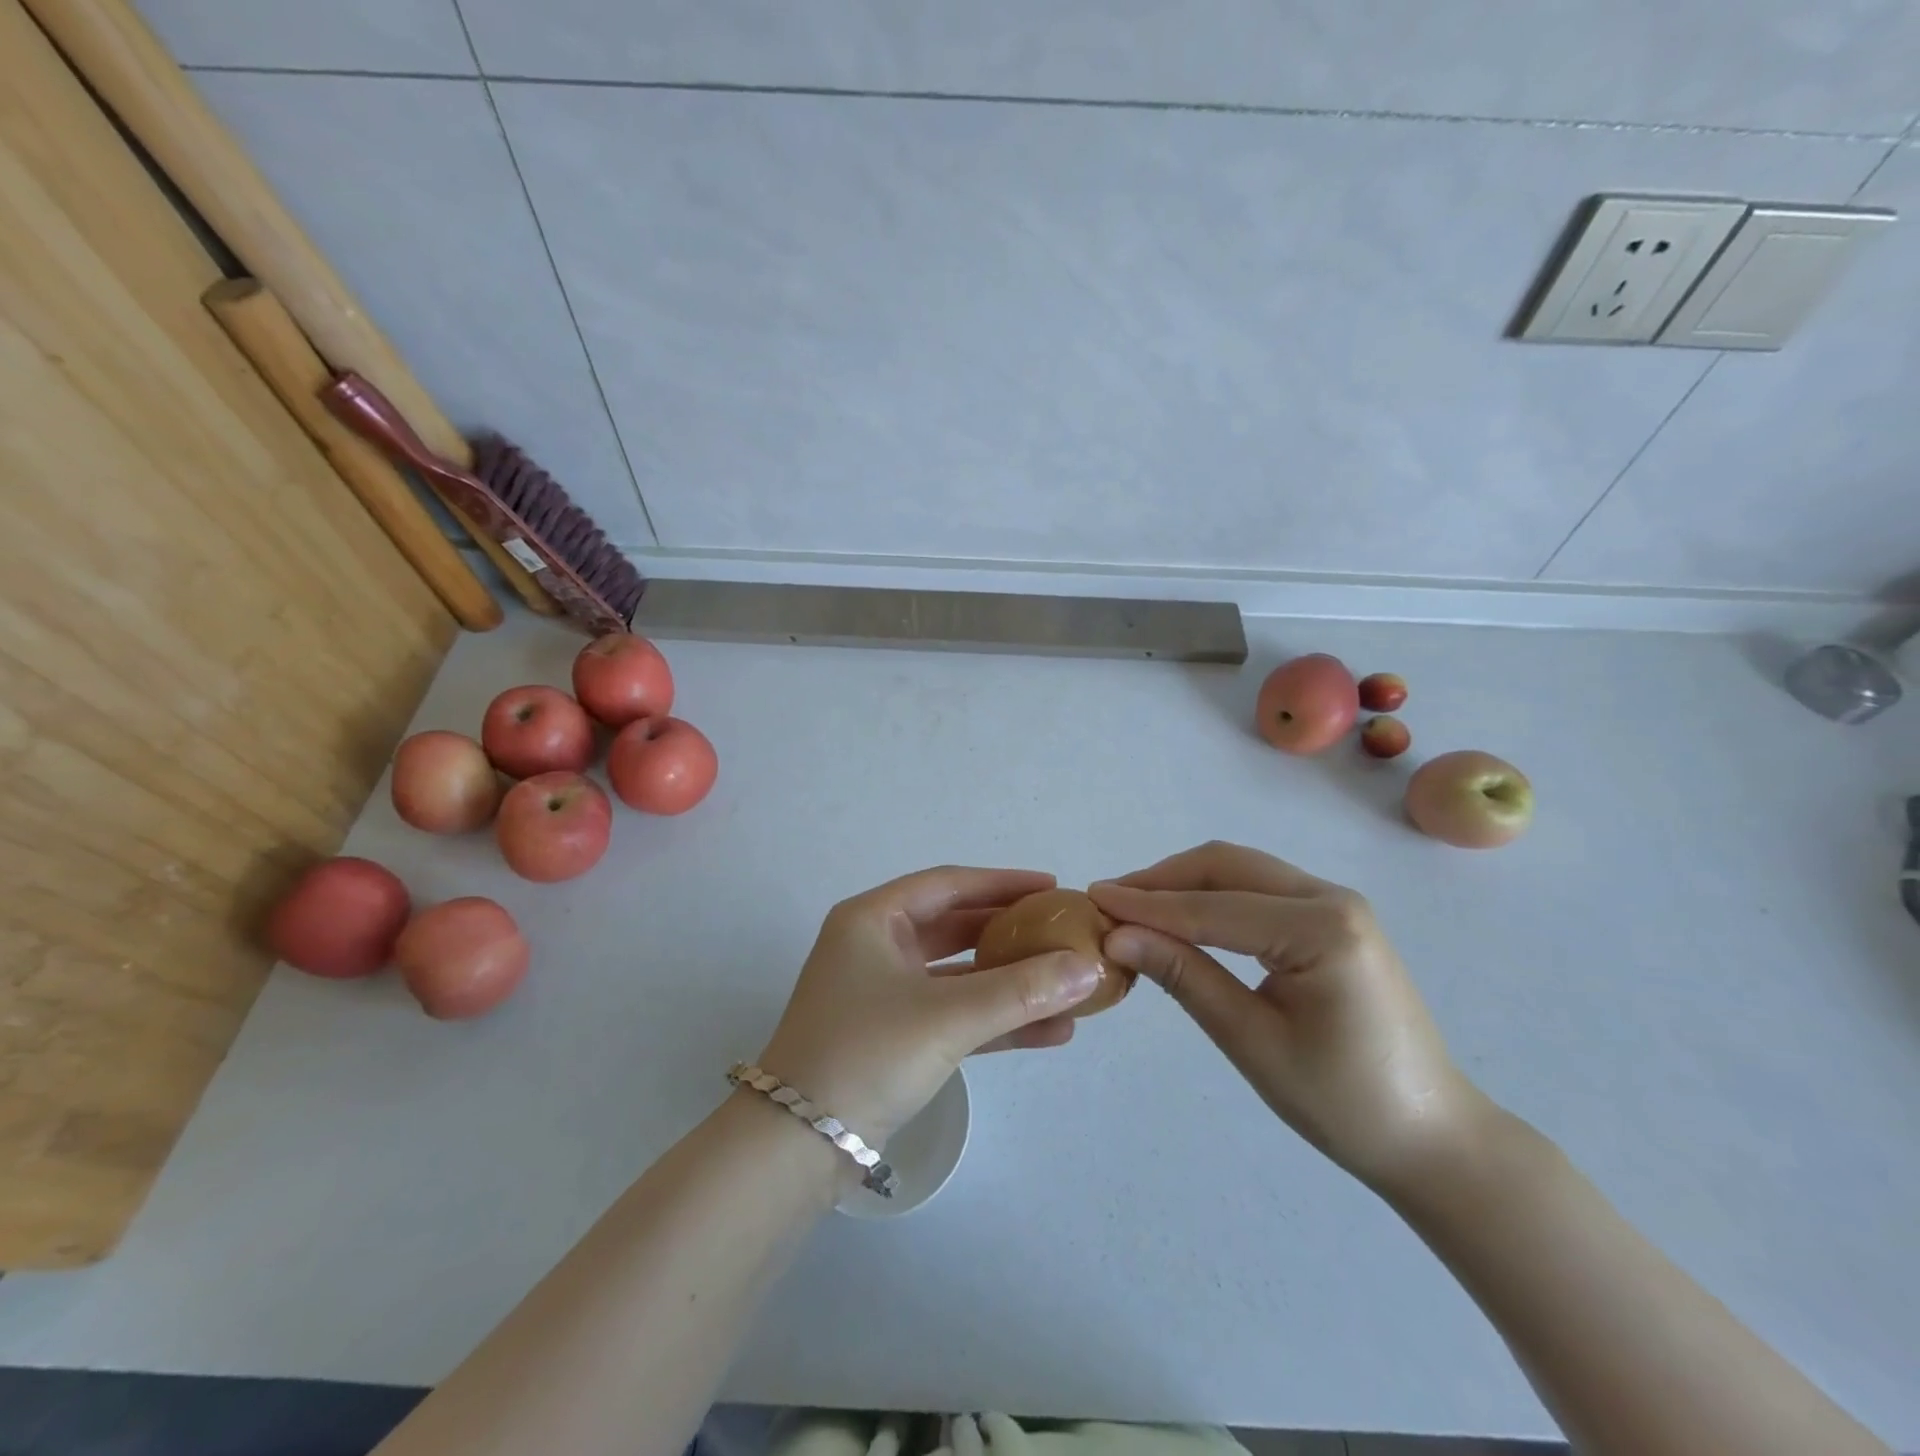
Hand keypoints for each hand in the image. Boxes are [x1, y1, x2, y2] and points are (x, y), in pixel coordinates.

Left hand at [757, 866, 1102, 1145]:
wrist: (797, 1146)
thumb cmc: (866, 1053)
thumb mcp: (947, 1017)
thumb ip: (1021, 991)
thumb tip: (1090, 967)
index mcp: (873, 919)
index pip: (948, 884)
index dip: (1003, 883)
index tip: (1052, 888)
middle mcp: (876, 946)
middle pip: (956, 927)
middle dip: (1012, 934)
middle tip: (1064, 932)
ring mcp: (884, 993)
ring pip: (960, 976)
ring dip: (1012, 984)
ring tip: (1071, 987)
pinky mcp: (894, 1036)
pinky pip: (955, 1015)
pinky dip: (996, 1020)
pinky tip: (1049, 1032)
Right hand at [1090, 842, 1483, 1189]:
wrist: (1431, 1136)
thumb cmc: (1343, 1103)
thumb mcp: (1251, 1041)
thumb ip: (1185, 977)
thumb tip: (1117, 937)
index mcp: (1321, 929)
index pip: (1212, 907)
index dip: (1147, 904)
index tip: (1092, 898)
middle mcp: (1331, 897)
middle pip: (1225, 866)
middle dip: (1162, 880)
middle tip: (1109, 901)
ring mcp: (1334, 902)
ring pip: (1240, 870)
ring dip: (1184, 883)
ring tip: (1133, 906)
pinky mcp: (1330, 917)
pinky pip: (1258, 889)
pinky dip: (1211, 896)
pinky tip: (1181, 916)